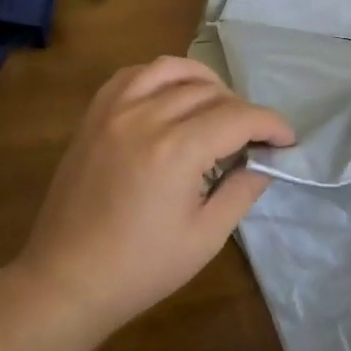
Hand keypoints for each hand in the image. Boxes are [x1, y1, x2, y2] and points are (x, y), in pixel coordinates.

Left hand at [13, 56, 293, 335]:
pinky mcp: (94, 115)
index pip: (238, 117)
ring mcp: (115, 111)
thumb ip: (241, 191)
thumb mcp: (205, 238)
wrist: (64, 281)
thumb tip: (266, 162)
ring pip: (172, 69)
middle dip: (241, 109)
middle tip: (252, 137)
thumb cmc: (139, 269)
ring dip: (203, 81)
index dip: (270, 124)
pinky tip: (170, 96)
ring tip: (217, 104)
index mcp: (176, 151)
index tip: (286, 139)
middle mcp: (146, 117)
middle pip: (209, 92)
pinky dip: (160, 76)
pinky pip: (133, 74)